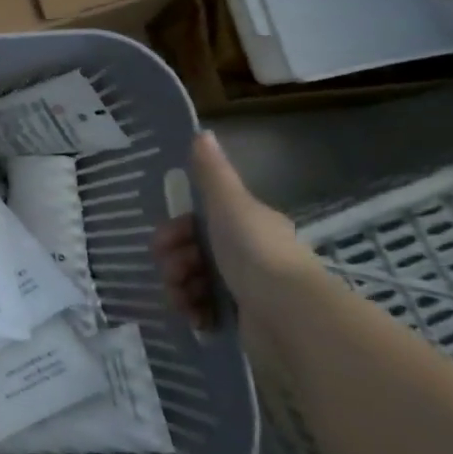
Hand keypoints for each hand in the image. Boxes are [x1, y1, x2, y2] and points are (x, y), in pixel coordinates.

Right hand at [155, 132, 322, 331]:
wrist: (288, 314)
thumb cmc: (255, 253)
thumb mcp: (229, 204)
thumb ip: (212, 173)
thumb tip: (202, 132)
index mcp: (245, 224)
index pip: (198, 222)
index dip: (175, 230)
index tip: (163, 243)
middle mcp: (248, 254)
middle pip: (193, 252)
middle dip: (174, 262)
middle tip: (172, 274)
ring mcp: (247, 289)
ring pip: (196, 281)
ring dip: (180, 288)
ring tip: (183, 300)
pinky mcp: (245, 321)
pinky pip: (207, 311)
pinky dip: (195, 312)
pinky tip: (195, 318)